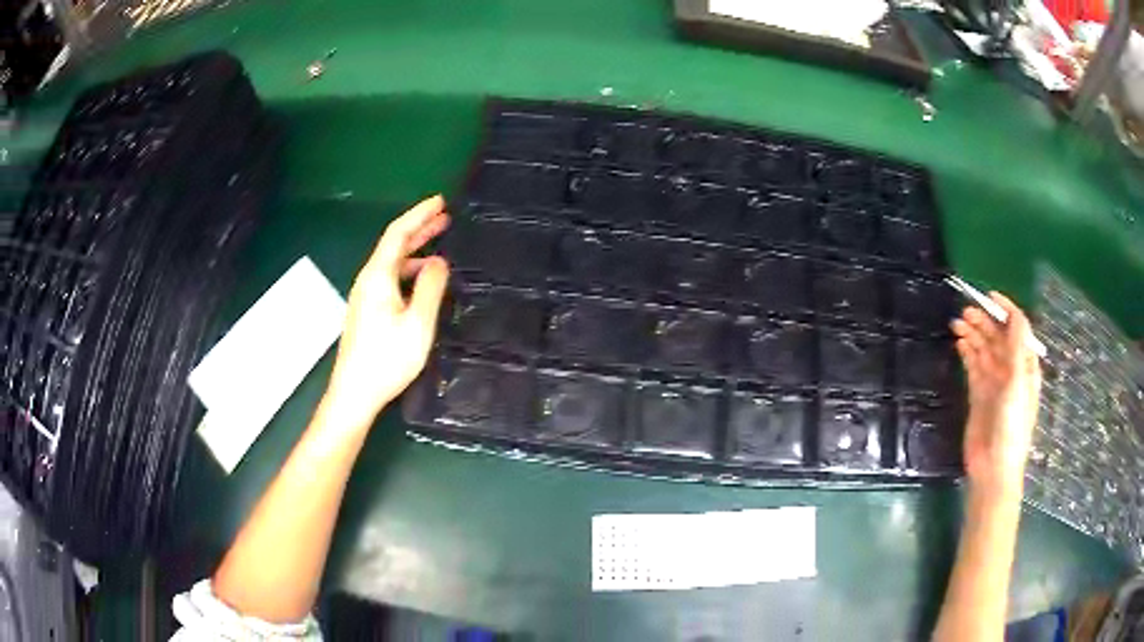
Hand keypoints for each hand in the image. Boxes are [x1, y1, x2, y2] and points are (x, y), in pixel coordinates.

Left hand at [324, 196, 450, 428]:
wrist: (354, 393)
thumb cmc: (387, 359)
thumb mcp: (418, 323)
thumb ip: (430, 287)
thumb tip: (439, 261)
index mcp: (378, 276)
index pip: (398, 233)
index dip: (419, 214)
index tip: (441, 201)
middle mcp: (368, 280)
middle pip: (393, 244)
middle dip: (419, 228)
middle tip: (445, 216)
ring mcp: (365, 296)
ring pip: (392, 262)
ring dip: (416, 250)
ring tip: (441, 245)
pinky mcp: (367, 311)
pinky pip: (390, 278)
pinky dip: (409, 270)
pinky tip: (423, 280)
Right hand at [951, 291, 1041, 498]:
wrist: (994, 467)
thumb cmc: (1011, 426)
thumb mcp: (1017, 384)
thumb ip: (1016, 349)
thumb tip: (1014, 315)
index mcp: (1025, 366)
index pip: (1017, 329)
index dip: (1005, 310)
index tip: (988, 296)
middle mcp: (1011, 370)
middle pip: (998, 337)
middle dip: (984, 321)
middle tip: (965, 311)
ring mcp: (994, 383)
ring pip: (983, 350)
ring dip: (973, 335)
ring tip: (957, 324)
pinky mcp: (979, 395)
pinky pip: (973, 366)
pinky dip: (967, 353)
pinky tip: (959, 343)